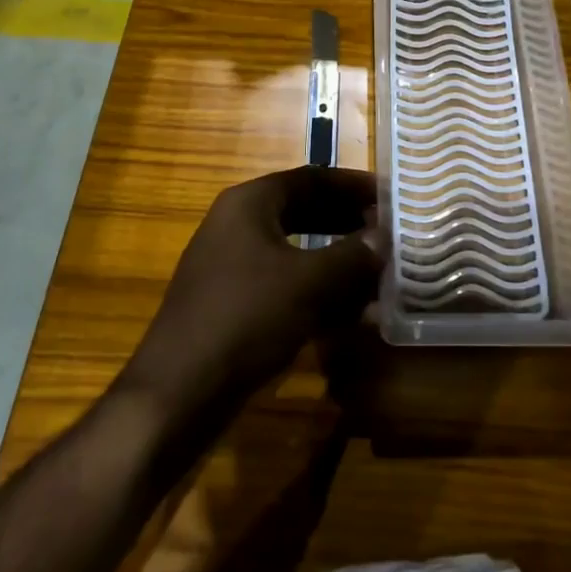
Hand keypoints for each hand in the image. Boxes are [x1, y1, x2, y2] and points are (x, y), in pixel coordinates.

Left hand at [121, 168, 384, 415]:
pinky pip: (286, 285)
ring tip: (380, 274)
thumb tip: (384, 239)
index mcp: (250, 204)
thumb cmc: (246, 318)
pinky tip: (352, 313)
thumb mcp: (309, 283)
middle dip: (348, 223)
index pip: (311, 178)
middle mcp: (238, 226)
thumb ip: (353, 256)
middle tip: (389, 234)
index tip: (391, 196)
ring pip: (297, 251)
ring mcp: (233, 267)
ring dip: (338, 261)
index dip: (353, 185)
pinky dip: (318, 292)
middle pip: (304, 212)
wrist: (179, 393)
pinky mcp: (234, 305)